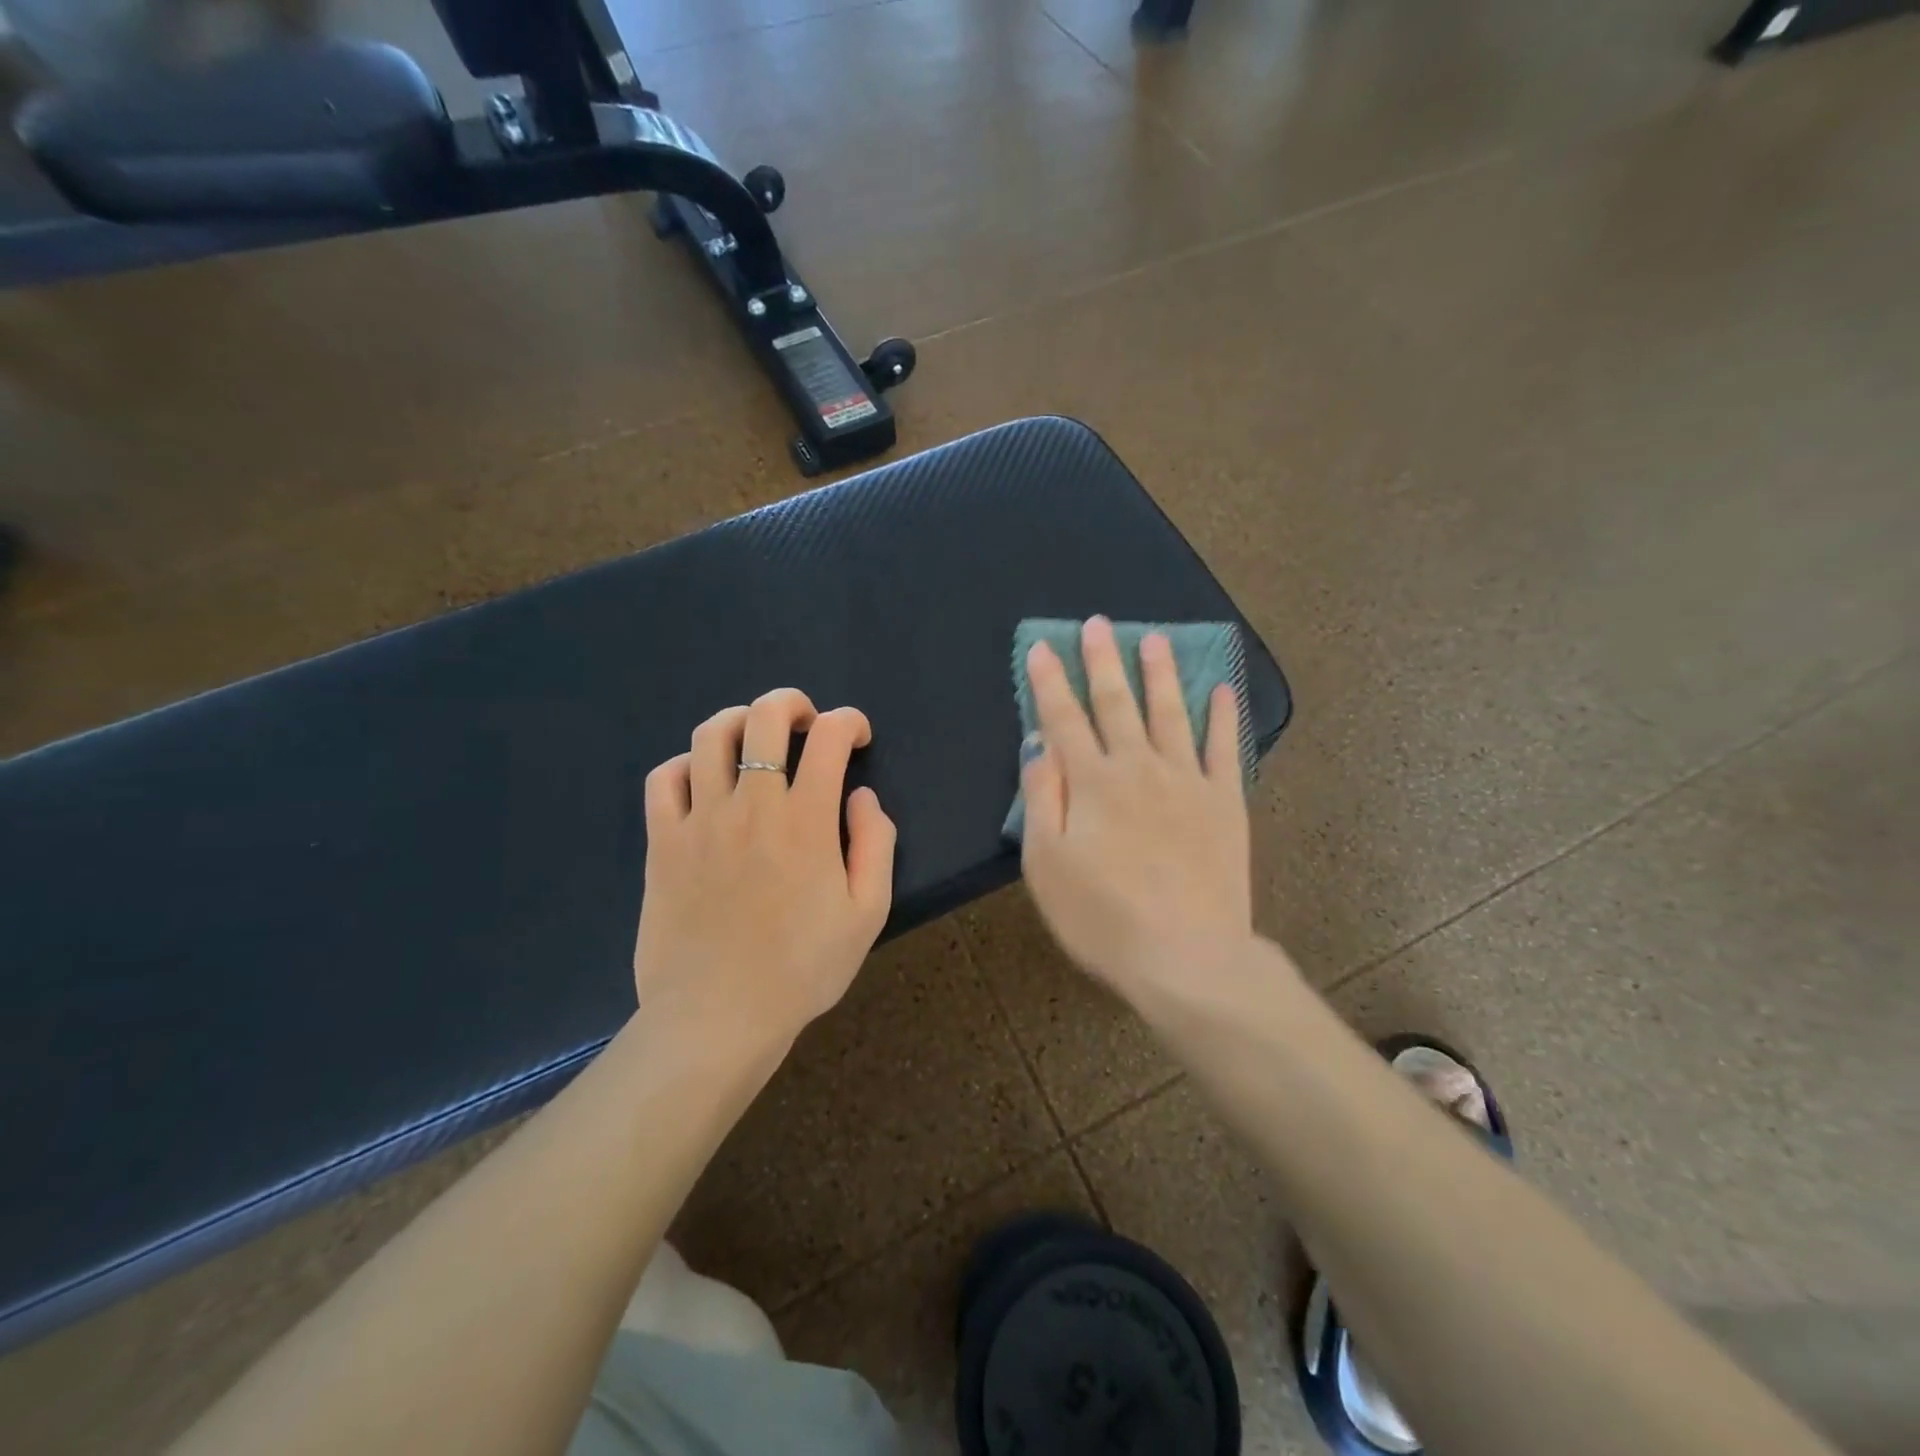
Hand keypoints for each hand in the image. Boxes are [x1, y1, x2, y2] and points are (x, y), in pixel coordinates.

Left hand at [634, 688, 895, 1054]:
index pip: (829, 737)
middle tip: (806, 723)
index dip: (849, 722)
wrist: (718, 1017)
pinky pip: (664, 779)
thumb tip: (861, 795)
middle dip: (792, 703)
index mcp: (806, 820)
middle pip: (764, 717)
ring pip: (710, 736)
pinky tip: (703, 782)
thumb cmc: (802, 968)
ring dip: (739, 721)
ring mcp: (700, 820)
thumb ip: (876, 844)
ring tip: (754, 738)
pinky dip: (686, 765)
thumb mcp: (868, 913)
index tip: (856, 738)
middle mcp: (751, 805)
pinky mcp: (662, 842)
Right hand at [1020, 617, 1252, 994]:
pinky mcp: (1225, 803)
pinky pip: (1224, 749)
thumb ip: (1041, 798)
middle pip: (1117, 704)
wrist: (1187, 957)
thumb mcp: (1046, 865)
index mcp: (1092, 783)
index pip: (1064, 719)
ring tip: (1155, 638)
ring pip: (1170, 713)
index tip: (1044, 647)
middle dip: (1104, 661)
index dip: (1051, 682)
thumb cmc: (1102, 917)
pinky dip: (1224, 717)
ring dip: (1161, 674)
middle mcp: (1139, 768)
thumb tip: (1040, 745)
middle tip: (1099, 624)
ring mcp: (1188, 781)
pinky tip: (1222, 690)